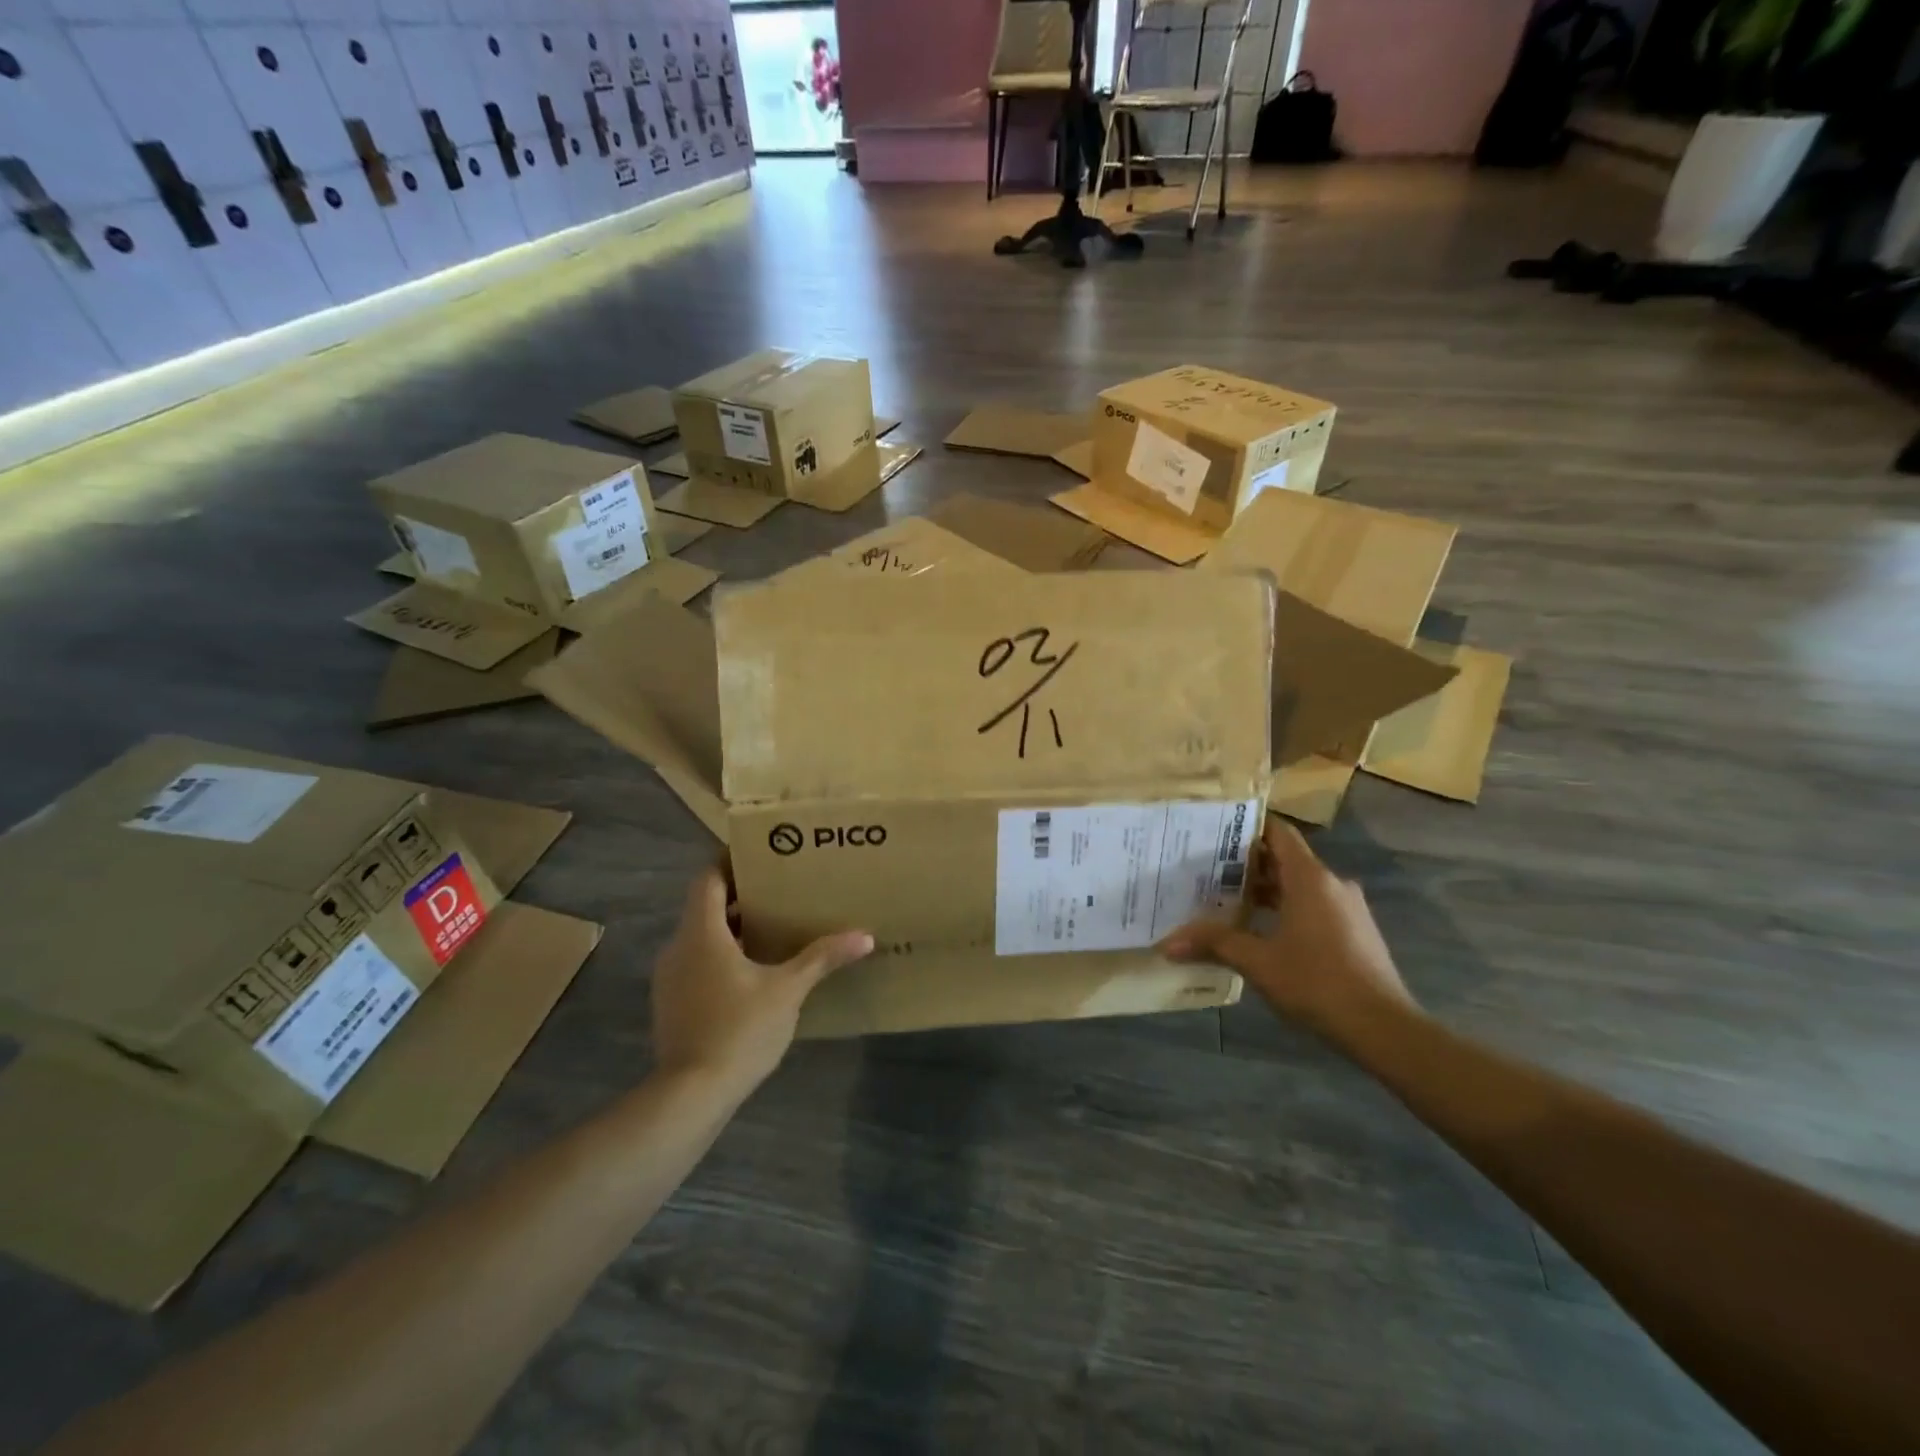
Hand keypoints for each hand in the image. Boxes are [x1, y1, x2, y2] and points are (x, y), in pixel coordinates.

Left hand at [651, 862, 873, 1092]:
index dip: (730, 862)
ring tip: (771, 929)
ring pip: (700, 937)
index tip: (760, 855)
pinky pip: (696, 963)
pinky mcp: (670, 1003)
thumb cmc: (739, 1029)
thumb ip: (822, 958)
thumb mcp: (788, 990)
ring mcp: (669, 977)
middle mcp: (678, 947)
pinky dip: (720, 956)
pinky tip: (752, 973)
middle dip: (739, 897)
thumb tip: (864, 937)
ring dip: (731, 929)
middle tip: (778, 891)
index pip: (708, 879)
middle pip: (705, 906)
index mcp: (702, 932)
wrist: (690, 1095)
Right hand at [1160, 821, 1417, 1045]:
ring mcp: (1348, 908)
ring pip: (1300, 886)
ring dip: (1267, 892)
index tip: (1214, 830)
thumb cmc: (1317, 981)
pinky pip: (1314, 907)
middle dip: (1247, 865)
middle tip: (1206, 870)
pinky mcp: (1355, 932)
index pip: (1278, 833)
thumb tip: (1167, 943)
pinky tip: (1261, 931)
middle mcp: (1332, 884)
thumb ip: (1214, 944)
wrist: (1383, 1028)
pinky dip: (1286, 910)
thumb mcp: (1258, 962)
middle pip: (1285, 860)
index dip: (1247, 827)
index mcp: (1310, 878)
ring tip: (1225, 901)